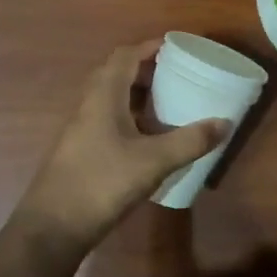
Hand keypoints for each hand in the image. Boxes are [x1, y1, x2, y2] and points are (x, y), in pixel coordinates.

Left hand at [12, 40, 227, 252]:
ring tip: (167, 103)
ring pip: (110, 98)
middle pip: (116, 73)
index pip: (125, 56)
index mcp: (103, 96)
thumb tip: (225, 123)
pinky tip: (147, 138)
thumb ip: (190, 141)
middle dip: (145, 69)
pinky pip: (106, 119)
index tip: (175, 47)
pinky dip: (129, 117)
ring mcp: (80, 129)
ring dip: (136, 94)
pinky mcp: (79, 151)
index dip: (149, 47)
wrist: (51, 229)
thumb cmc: (101, 183)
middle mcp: (88, 105)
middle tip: (176, 75)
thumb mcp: (153, 162)